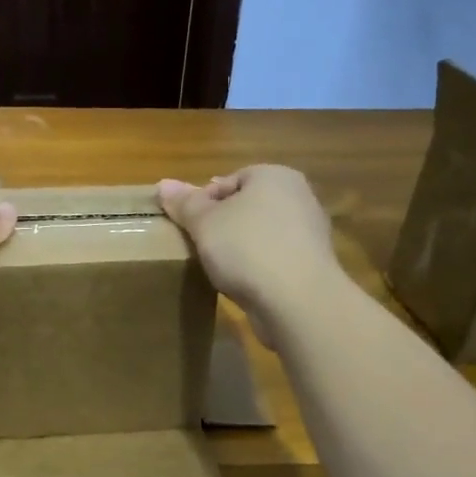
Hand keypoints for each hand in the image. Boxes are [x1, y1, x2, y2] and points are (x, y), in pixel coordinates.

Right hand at [157, 166, 338, 341]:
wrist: (297, 300)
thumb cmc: (247, 248)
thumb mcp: (204, 223)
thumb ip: (184, 203)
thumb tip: (163, 184)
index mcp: (274, 176)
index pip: (229, 180)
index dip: (203, 201)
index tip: (188, 226)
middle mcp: (298, 197)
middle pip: (246, 206)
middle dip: (222, 224)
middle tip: (200, 245)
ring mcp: (310, 232)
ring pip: (261, 233)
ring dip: (239, 248)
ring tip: (217, 267)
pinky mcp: (312, 265)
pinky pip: (274, 258)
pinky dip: (257, 267)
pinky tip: (242, 283)